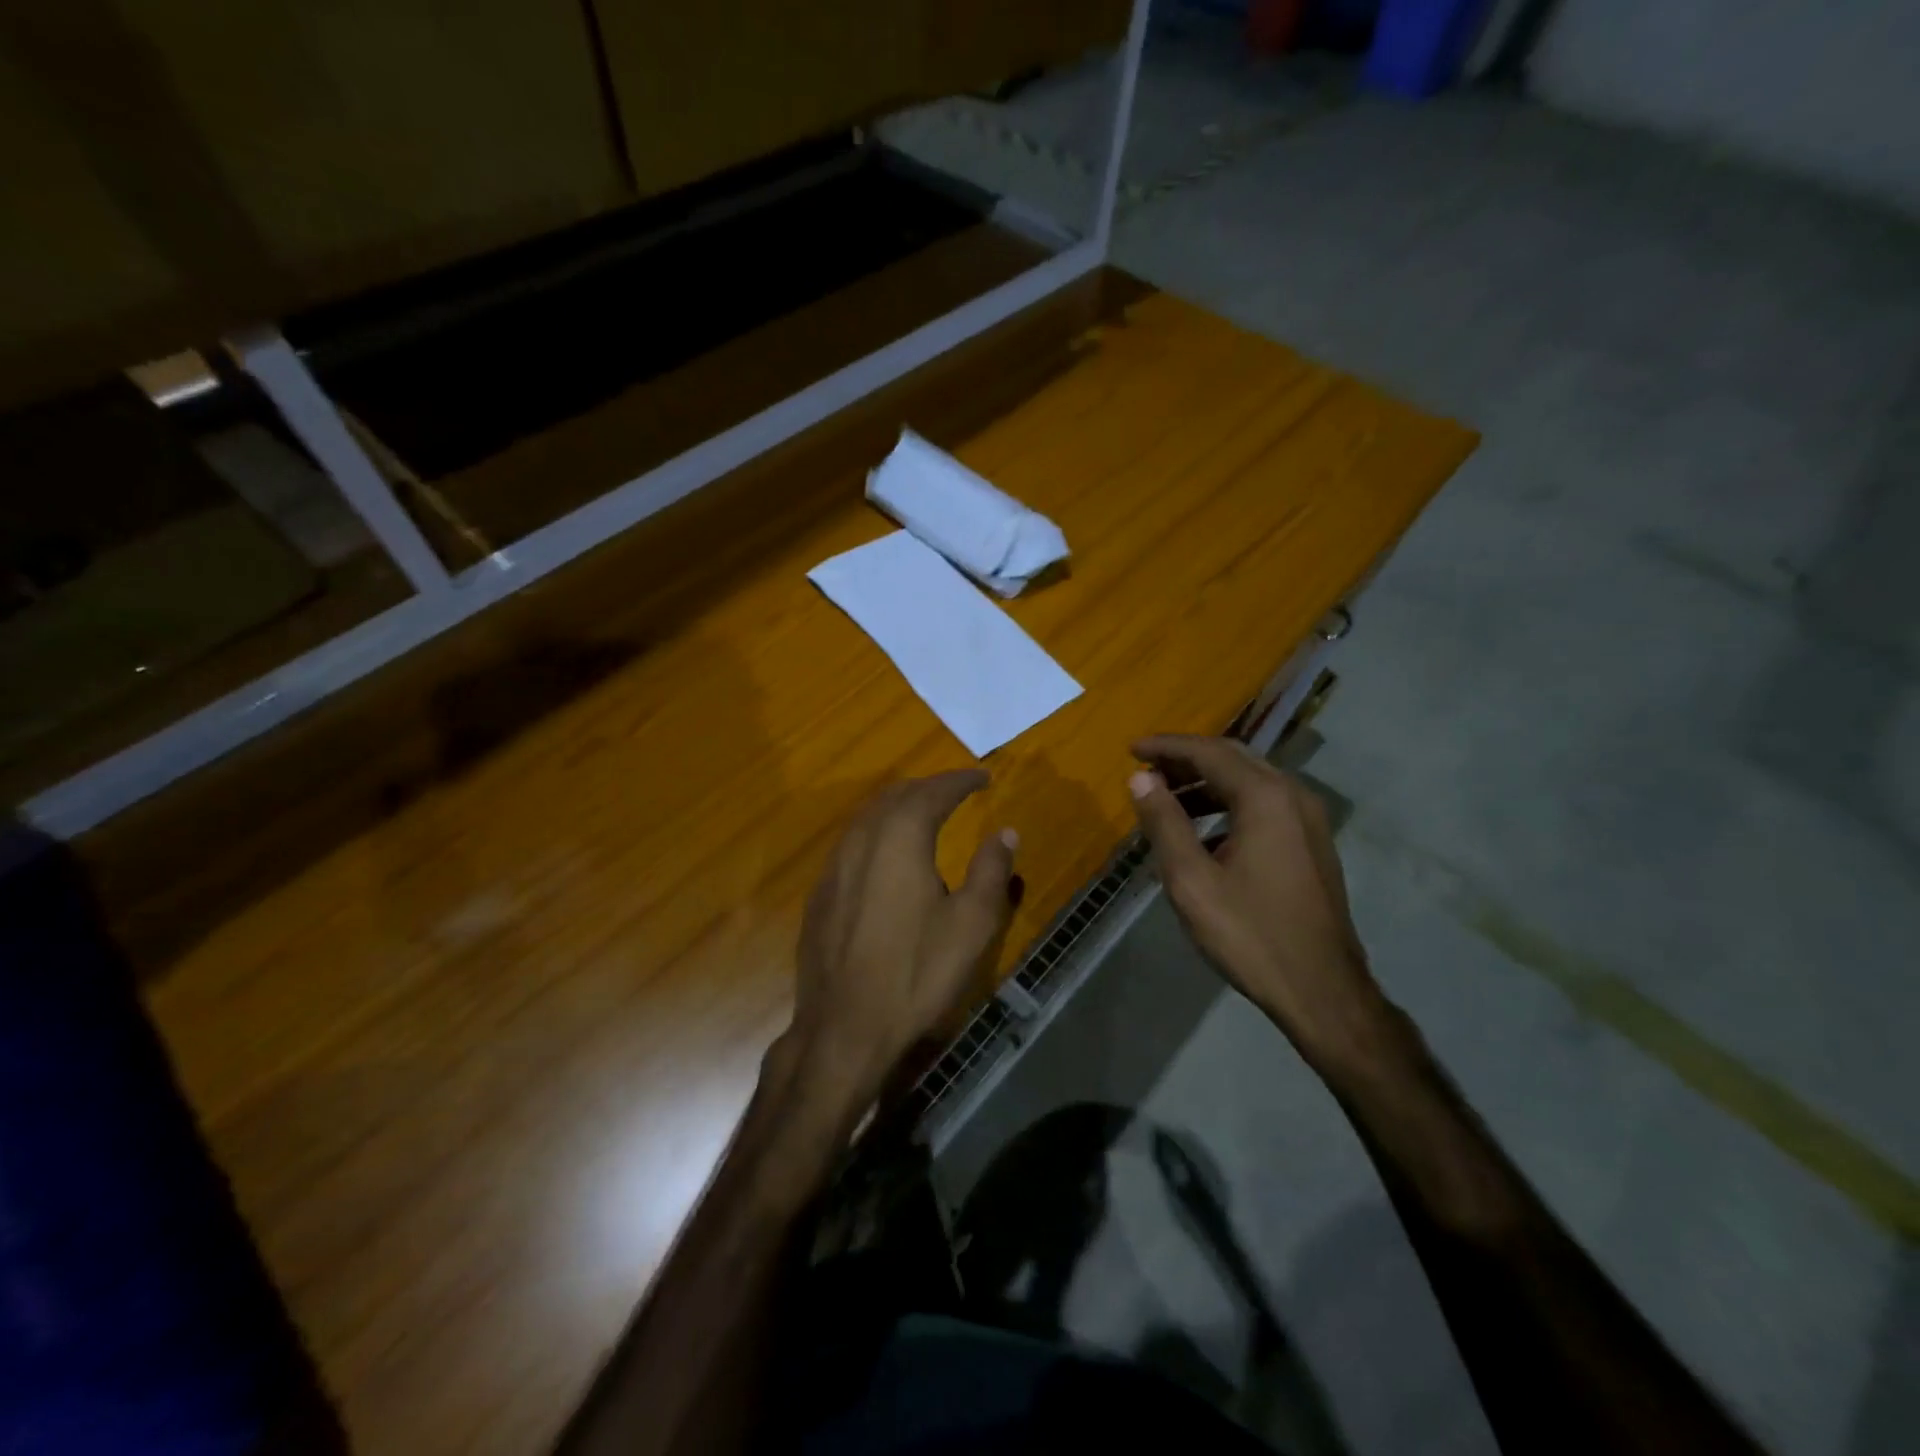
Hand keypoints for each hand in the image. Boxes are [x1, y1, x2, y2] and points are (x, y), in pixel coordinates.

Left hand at [786, 770, 1016, 1108]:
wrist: (844, 1027)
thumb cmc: (916, 973)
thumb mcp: (971, 924)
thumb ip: (990, 870)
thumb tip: (1005, 832)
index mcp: (900, 838)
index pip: (932, 792)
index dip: (960, 781)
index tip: (982, 777)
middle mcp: (861, 840)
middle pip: (894, 796)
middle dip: (927, 788)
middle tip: (955, 791)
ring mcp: (833, 867)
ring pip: (867, 817)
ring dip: (898, 806)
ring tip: (923, 814)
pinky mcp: (820, 894)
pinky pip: (851, 843)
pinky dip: (876, 832)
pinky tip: (885, 856)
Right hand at [1129, 735, 1390, 1070]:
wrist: (1323, 990)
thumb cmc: (1250, 934)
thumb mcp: (1191, 880)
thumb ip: (1164, 823)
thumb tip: (1140, 779)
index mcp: (1264, 797)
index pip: (1207, 752)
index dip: (1165, 747)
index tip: (1130, 750)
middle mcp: (1292, 796)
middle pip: (1232, 758)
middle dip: (1185, 759)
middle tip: (1145, 770)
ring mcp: (1308, 819)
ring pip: (1250, 781)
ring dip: (1206, 783)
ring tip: (1166, 801)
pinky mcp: (1312, 843)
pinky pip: (1264, 805)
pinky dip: (1228, 805)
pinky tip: (1204, 835)